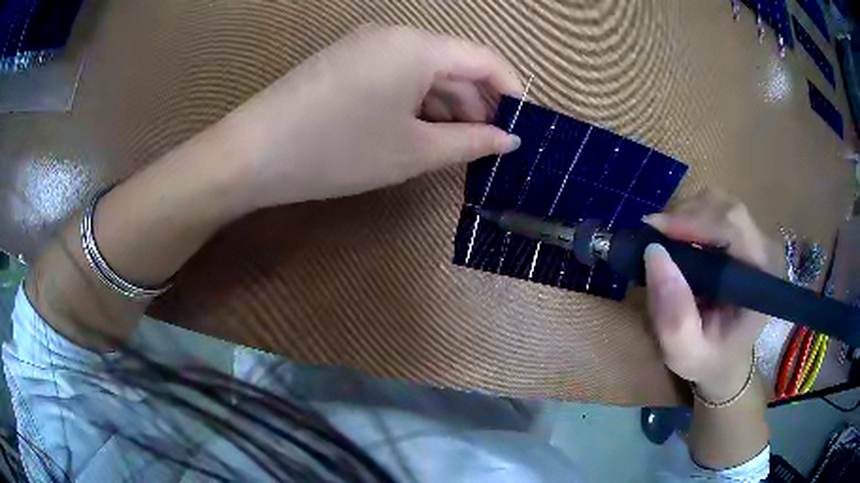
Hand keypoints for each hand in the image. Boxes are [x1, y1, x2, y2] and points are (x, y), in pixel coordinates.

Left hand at [220, 24, 522, 209]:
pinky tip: (419, 130)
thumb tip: (509, 139)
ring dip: (447, 104)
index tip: (522, 126)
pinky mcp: (346, 61)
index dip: (511, 91)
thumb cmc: (338, 151)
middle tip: (489, 145)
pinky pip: (396, 74)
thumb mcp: (413, 152)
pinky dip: (416, 100)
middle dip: (477, 102)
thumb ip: (470, 143)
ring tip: (457, 145)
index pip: (485, 59)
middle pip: (454, 62)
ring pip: (424, 70)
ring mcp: (366, 45)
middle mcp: (395, 35)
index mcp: (419, 46)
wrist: (253, 153)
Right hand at [643, 190, 782, 401]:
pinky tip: (677, 240)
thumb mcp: (686, 354)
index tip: (653, 232)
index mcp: (762, 277)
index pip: (733, 226)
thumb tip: (653, 254)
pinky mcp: (743, 236)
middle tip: (653, 237)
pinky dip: (690, 217)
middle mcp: (764, 249)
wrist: (727, 360)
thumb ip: (674, 316)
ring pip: (719, 202)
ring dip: (686, 214)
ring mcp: (755, 238)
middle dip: (686, 215)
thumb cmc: (710, 360)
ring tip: (663, 241)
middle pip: (725, 206)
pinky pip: (715, 210)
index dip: (693, 221)